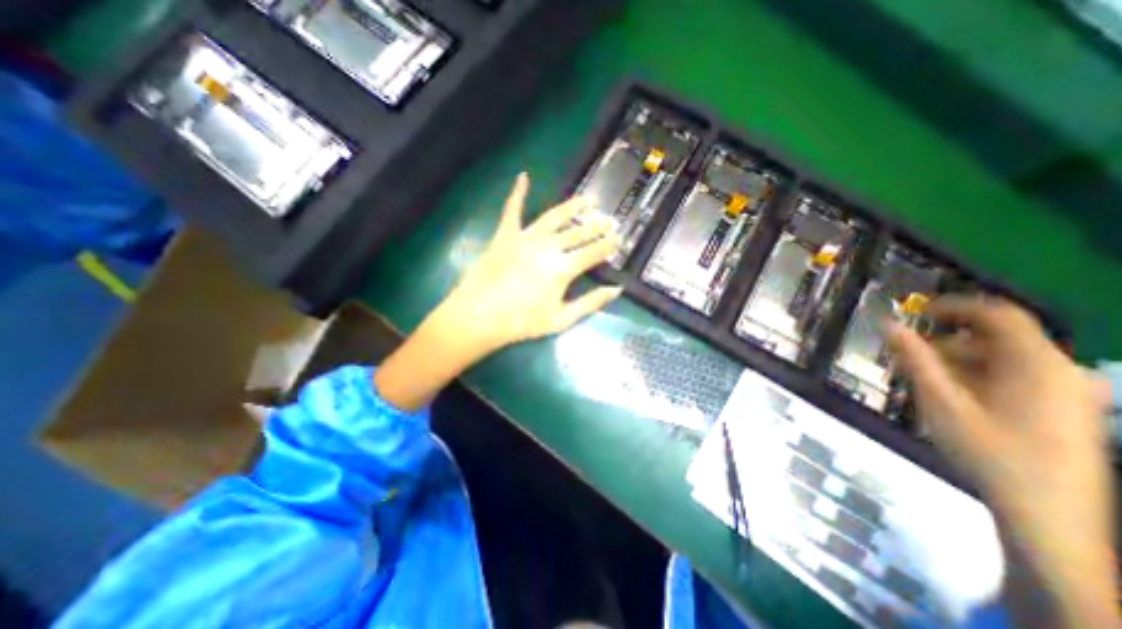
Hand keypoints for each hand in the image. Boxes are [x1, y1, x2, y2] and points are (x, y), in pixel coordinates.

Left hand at [376, 173, 621, 412]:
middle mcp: (548, 247)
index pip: (593, 252)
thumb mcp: (561, 319)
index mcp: (562, 268)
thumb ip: (590, 303)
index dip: (608, 245)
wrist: (479, 317)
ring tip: (587, 200)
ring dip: (572, 207)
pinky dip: (518, 193)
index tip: (619, 238)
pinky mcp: (505, 235)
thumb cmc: (522, 322)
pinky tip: (523, 176)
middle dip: (596, 226)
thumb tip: (616, 289)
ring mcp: (525, 238)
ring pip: (554, 217)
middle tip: (609, 219)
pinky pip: (512, 210)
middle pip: (578, 232)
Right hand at [891, 297, 1116, 628]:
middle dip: (946, 341)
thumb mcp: (940, 402)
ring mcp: (1066, 392)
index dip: (953, 306)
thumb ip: (914, 358)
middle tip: (907, 356)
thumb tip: (888, 324)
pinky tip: (953, 397)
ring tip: (923, 380)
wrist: (1049, 516)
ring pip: (1003, 358)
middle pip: (997, 337)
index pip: (997, 314)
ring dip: (958, 360)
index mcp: (1035, 364)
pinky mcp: (1064, 409)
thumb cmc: (989, 453)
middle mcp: (1058, 371)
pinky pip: (1014, 377)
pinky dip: (977, 376)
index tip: (914, 311)